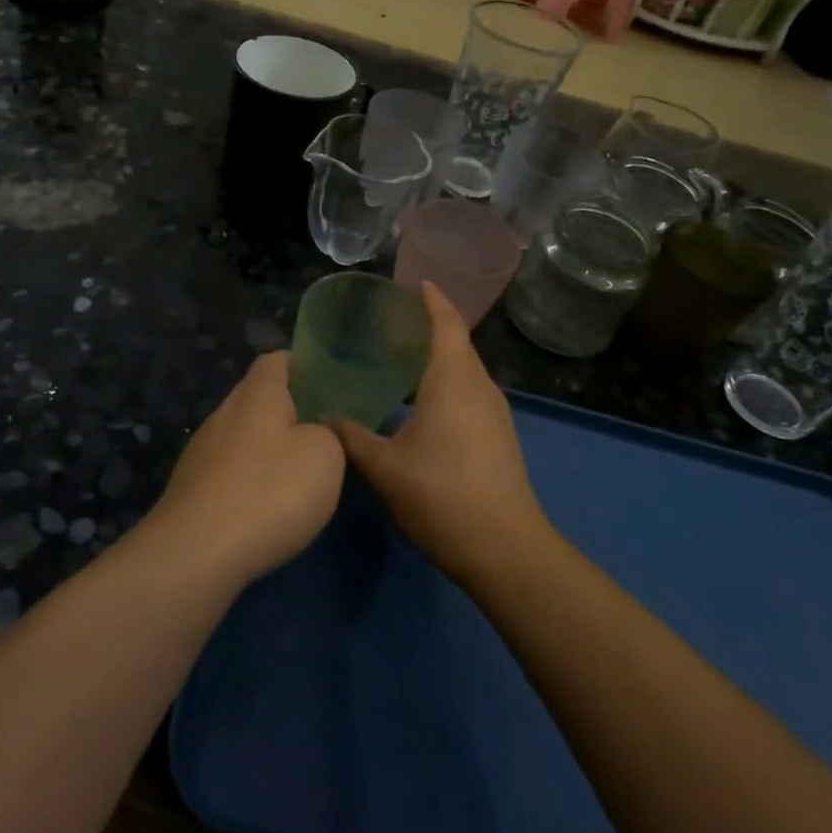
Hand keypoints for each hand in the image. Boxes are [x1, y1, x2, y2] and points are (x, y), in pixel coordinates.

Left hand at [143, 352, 345, 584]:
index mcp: (256, 393)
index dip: (303, 364)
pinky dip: (251, 482)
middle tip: (324, 433)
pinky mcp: (192, 489)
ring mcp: (201, 452)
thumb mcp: (325, 456)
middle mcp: (224, 413)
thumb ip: (328, 433)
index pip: (277, 359)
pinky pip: (230, 472)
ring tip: (300, 475)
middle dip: (290, 411)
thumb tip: (315, 431)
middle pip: (259, 398)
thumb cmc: (270, 491)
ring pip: (244, 437)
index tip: (329, 382)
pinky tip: (268, 509)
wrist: (196, 554)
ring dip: (270, 450)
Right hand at [330, 283, 550, 587]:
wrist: (505, 549)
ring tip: (401, 357)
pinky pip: (470, 391)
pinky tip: (422, 401)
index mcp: (453, 382)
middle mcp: (479, 388)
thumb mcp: (385, 468)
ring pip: (465, 370)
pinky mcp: (499, 436)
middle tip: (392, 322)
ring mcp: (495, 413)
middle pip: (458, 343)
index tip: (414, 283)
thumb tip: (326, 416)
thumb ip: (353, 436)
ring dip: (439, 356)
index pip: (446, 325)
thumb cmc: (442, 497)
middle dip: (431, 326)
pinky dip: (447, 381)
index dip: (432, 300)